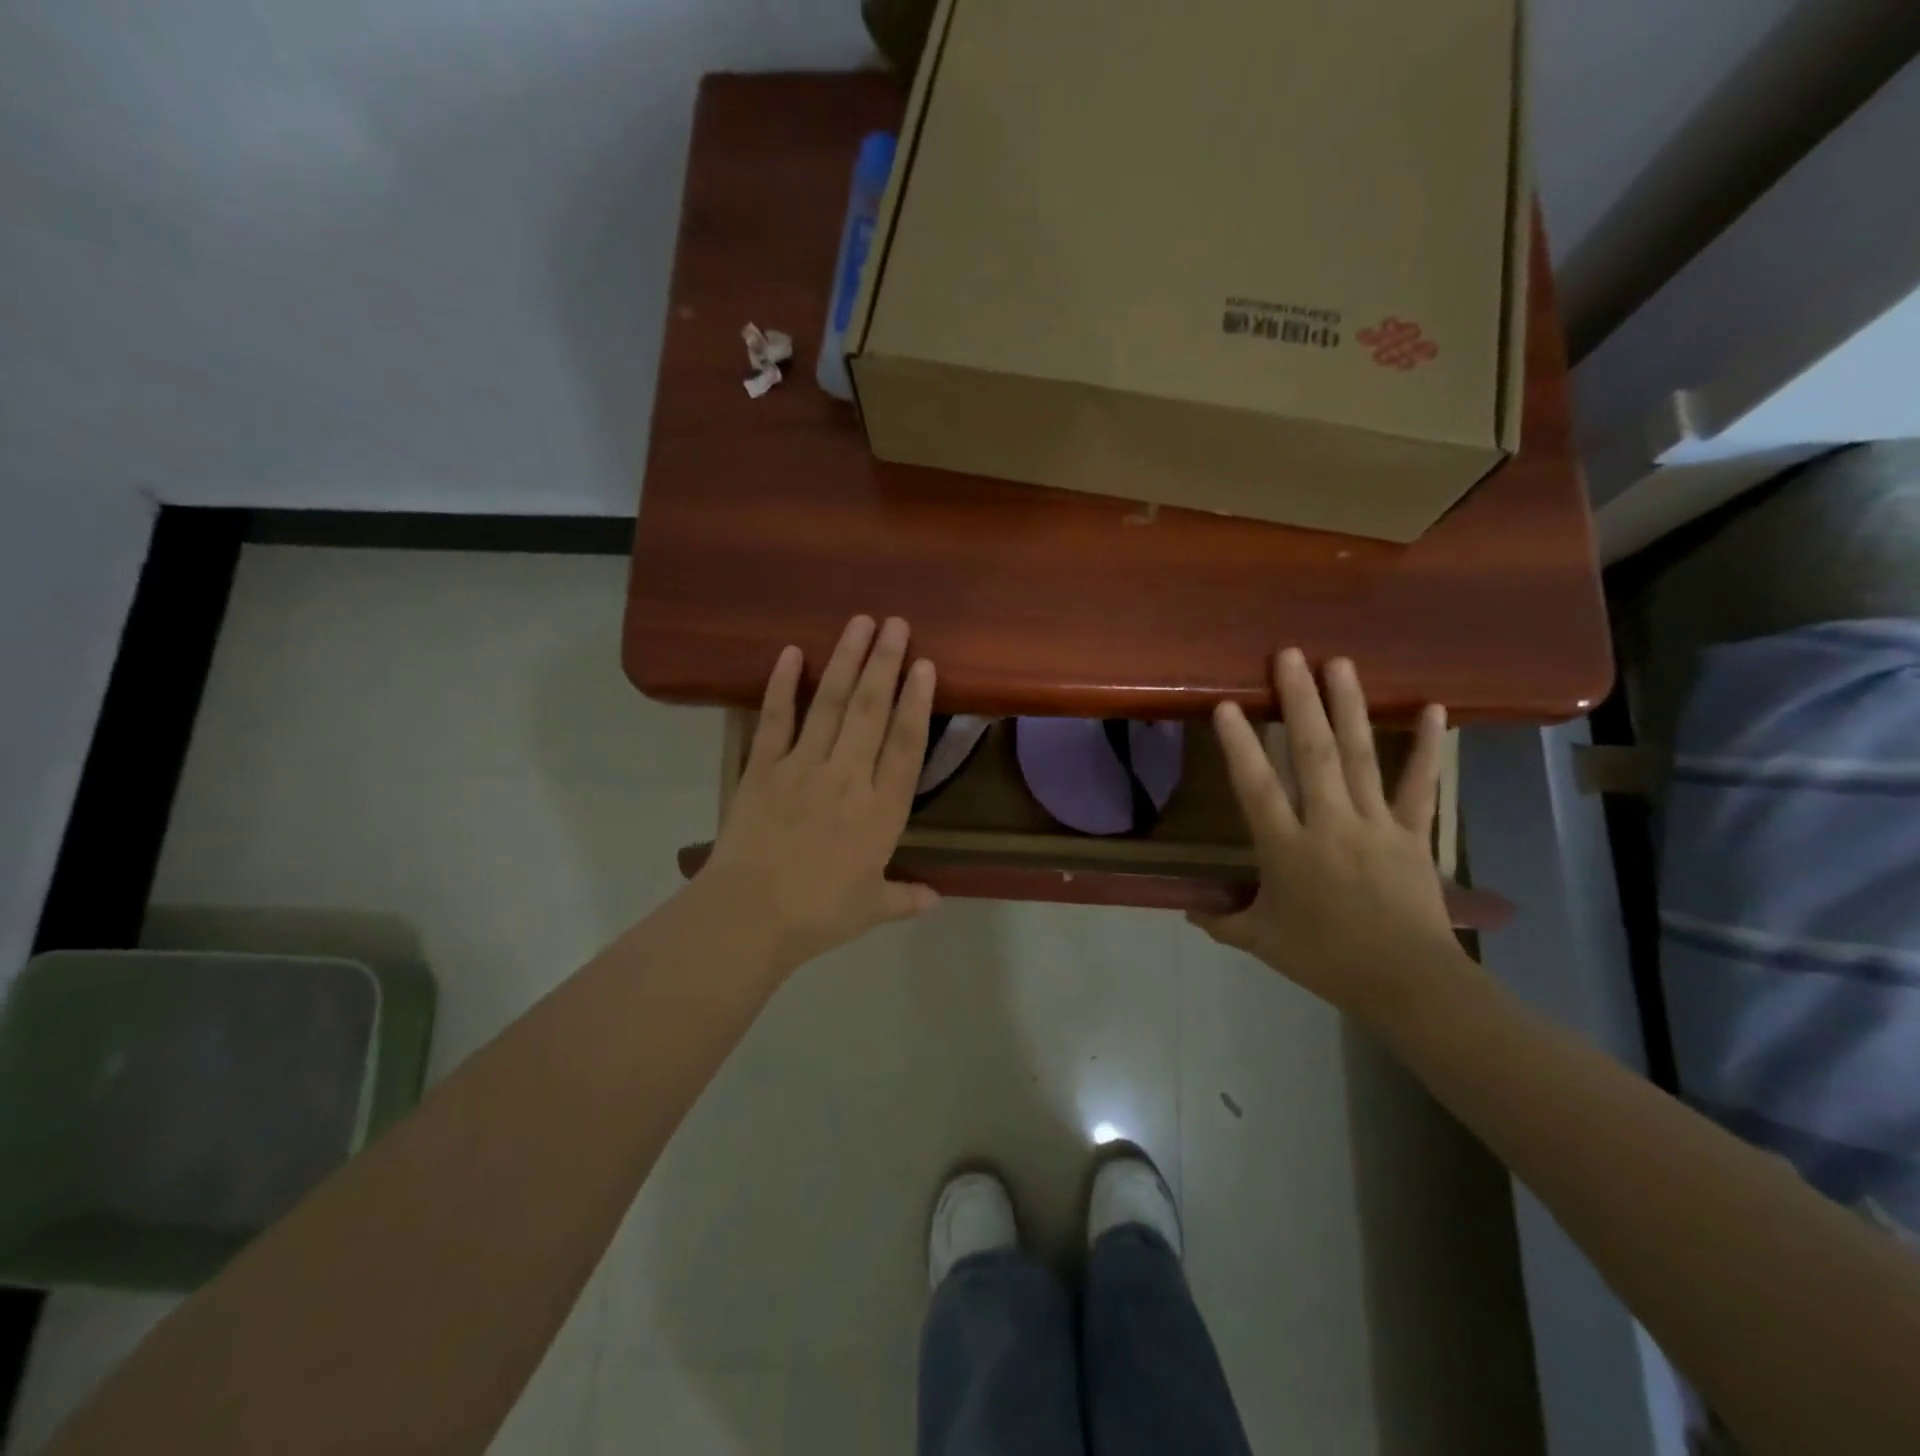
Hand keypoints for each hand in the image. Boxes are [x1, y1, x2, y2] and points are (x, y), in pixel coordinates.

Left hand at [700, 615, 939, 970]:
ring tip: (859, 623)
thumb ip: (906, 898)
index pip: (906, 744)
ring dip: (846, 660)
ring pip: (829, 704)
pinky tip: (791, 652)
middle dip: (885, 663)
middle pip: (870, 710)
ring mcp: (802, 767)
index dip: (917, 702)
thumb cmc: (818, 914)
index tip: (925, 664)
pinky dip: (781, 685)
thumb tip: (937, 900)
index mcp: (880, 810)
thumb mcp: (871, 909)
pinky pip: (774, 719)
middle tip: (896, 623)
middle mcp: (847, 777)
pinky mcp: (763, 768)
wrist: (749, 916)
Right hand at [1191, 649, 1476, 1024]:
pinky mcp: (1412, 833)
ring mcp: (1375, 824)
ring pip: (1360, 757)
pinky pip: (1420, 786)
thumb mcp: (1261, 941)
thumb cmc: (1325, 959)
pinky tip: (1433, 709)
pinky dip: (1426, 748)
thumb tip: (1189, 910)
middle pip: (1314, 755)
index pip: (1257, 787)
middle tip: (1289, 655)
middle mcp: (1330, 824)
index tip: (1227, 704)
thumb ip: (1223, 920)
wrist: (1406, 983)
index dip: (1240, 745)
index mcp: (1287, 848)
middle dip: (1299, 702)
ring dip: (1349, 707)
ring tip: (1339, 663)